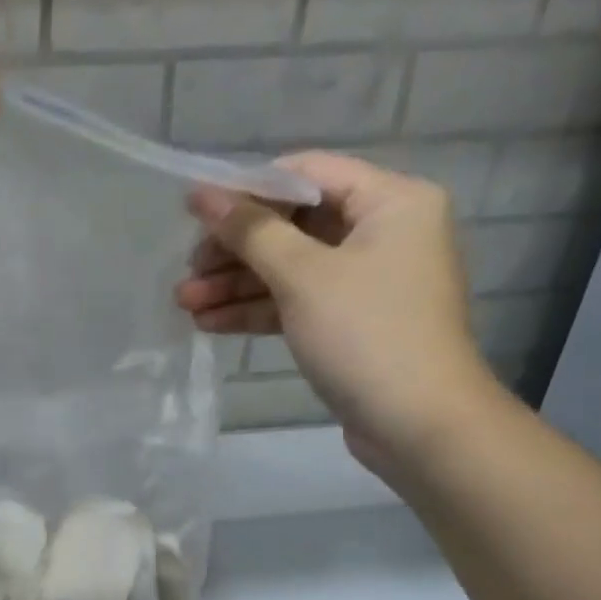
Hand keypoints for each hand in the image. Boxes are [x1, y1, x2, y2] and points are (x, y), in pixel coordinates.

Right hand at [175, 153, 504, 473]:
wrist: (416, 424)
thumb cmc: (366, 335)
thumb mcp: (304, 277)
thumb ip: (253, 232)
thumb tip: (204, 195)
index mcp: (390, 201)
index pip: (307, 175)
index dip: (248, 189)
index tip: (196, 212)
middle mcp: (383, 233)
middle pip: (294, 225)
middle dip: (236, 250)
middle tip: (188, 271)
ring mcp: (366, 282)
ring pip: (290, 270)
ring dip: (237, 285)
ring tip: (184, 304)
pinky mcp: (349, 324)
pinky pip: (297, 304)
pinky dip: (257, 311)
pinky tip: (211, 323)